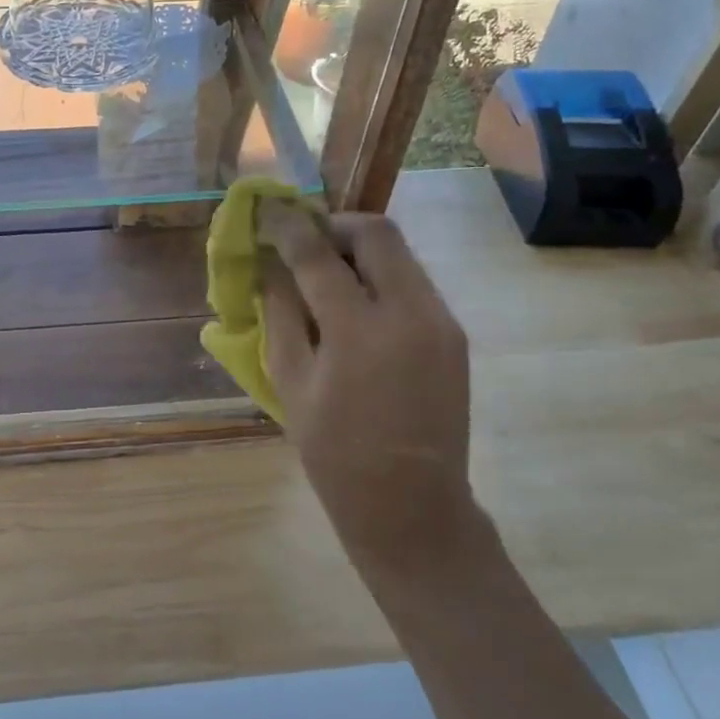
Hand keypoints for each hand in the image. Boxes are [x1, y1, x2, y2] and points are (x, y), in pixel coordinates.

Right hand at [258, 205, 478, 569]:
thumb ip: (279, 315)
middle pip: (376, 232)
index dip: (287, 225)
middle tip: (303, 241)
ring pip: (399, 253)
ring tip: (325, 273)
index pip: (317, 253)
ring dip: (358, 249)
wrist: (413, 507)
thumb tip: (269, 267)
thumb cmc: (336, 455)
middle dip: (333, 225)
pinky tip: (356, 305)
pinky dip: (379, 276)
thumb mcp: (290, 384)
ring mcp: (440, 321)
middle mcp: (409, 313)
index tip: (266, 211)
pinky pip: (412, 282)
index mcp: (359, 332)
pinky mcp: (453, 334)